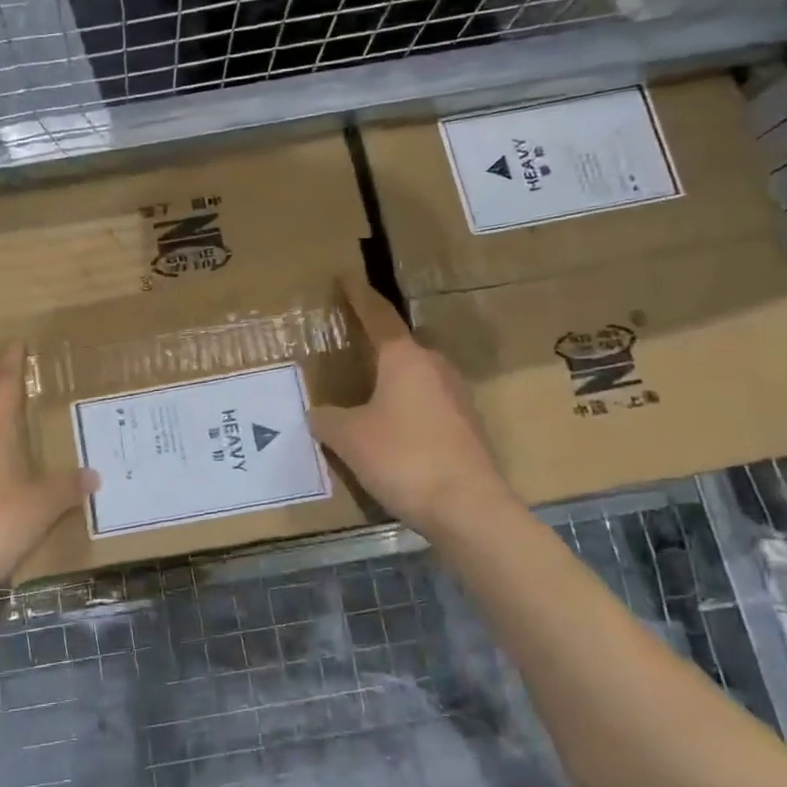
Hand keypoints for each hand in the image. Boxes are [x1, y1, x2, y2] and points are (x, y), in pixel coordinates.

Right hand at [309, 279, 522, 545]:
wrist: (468, 508)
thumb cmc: (403, 457)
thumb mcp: (349, 437)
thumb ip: (327, 419)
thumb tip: (317, 413)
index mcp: (405, 358)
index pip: (378, 317)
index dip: (359, 297)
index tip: (347, 278)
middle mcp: (435, 368)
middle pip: (400, 348)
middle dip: (375, 347)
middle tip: (349, 349)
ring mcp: (457, 398)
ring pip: (415, 378)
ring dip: (391, 382)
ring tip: (365, 394)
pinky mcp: (467, 428)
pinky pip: (427, 406)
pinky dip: (406, 409)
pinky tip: (390, 432)